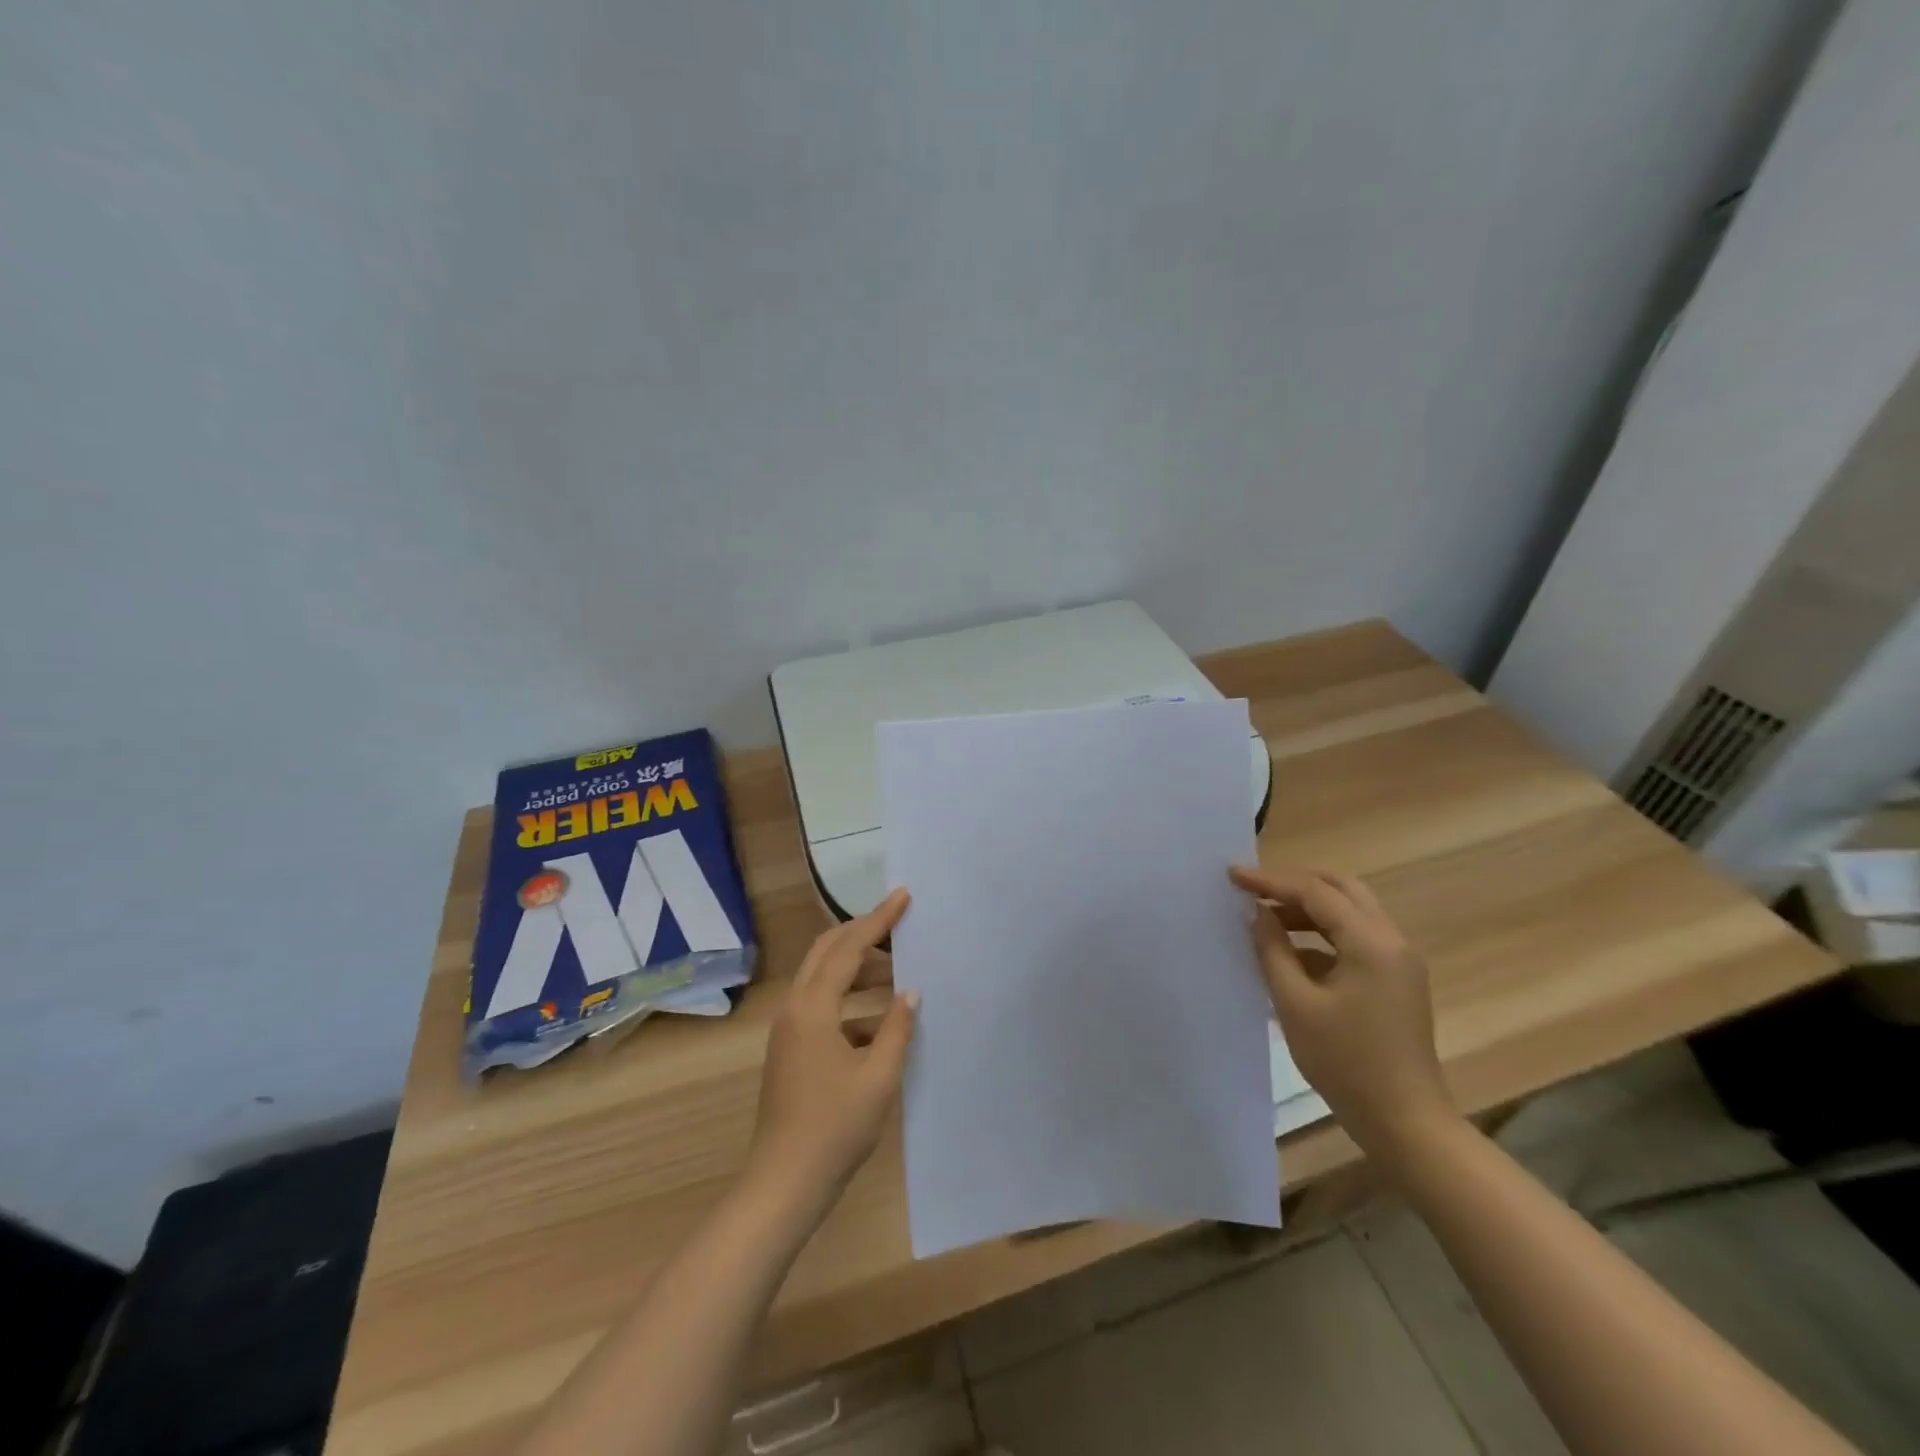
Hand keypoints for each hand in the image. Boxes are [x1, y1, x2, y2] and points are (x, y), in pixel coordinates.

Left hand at [745, 889, 919, 1218]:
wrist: (782, 1185)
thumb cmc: (834, 1130)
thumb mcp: (878, 1078)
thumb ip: (897, 1028)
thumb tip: (911, 991)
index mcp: (813, 1008)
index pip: (849, 947)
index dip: (878, 919)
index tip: (903, 896)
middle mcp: (794, 1008)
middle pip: (827, 951)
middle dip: (863, 934)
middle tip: (900, 927)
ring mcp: (789, 1030)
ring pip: (823, 978)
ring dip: (858, 968)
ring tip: (898, 972)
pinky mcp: (791, 1050)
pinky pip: (822, 1006)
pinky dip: (850, 1001)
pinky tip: (881, 1021)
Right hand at [1229, 865, 1455, 1158]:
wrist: (1406, 1123)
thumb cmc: (1346, 1063)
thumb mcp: (1296, 1004)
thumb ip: (1273, 950)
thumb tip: (1257, 913)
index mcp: (1371, 943)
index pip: (1315, 892)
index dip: (1270, 881)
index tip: (1232, 876)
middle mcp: (1392, 941)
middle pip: (1341, 889)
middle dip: (1295, 884)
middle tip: (1253, 889)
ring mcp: (1398, 962)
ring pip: (1350, 912)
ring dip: (1308, 908)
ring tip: (1265, 918)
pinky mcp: (1395, 981)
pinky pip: (1355, 939)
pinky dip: (1321, 934)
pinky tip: (1290, 953)